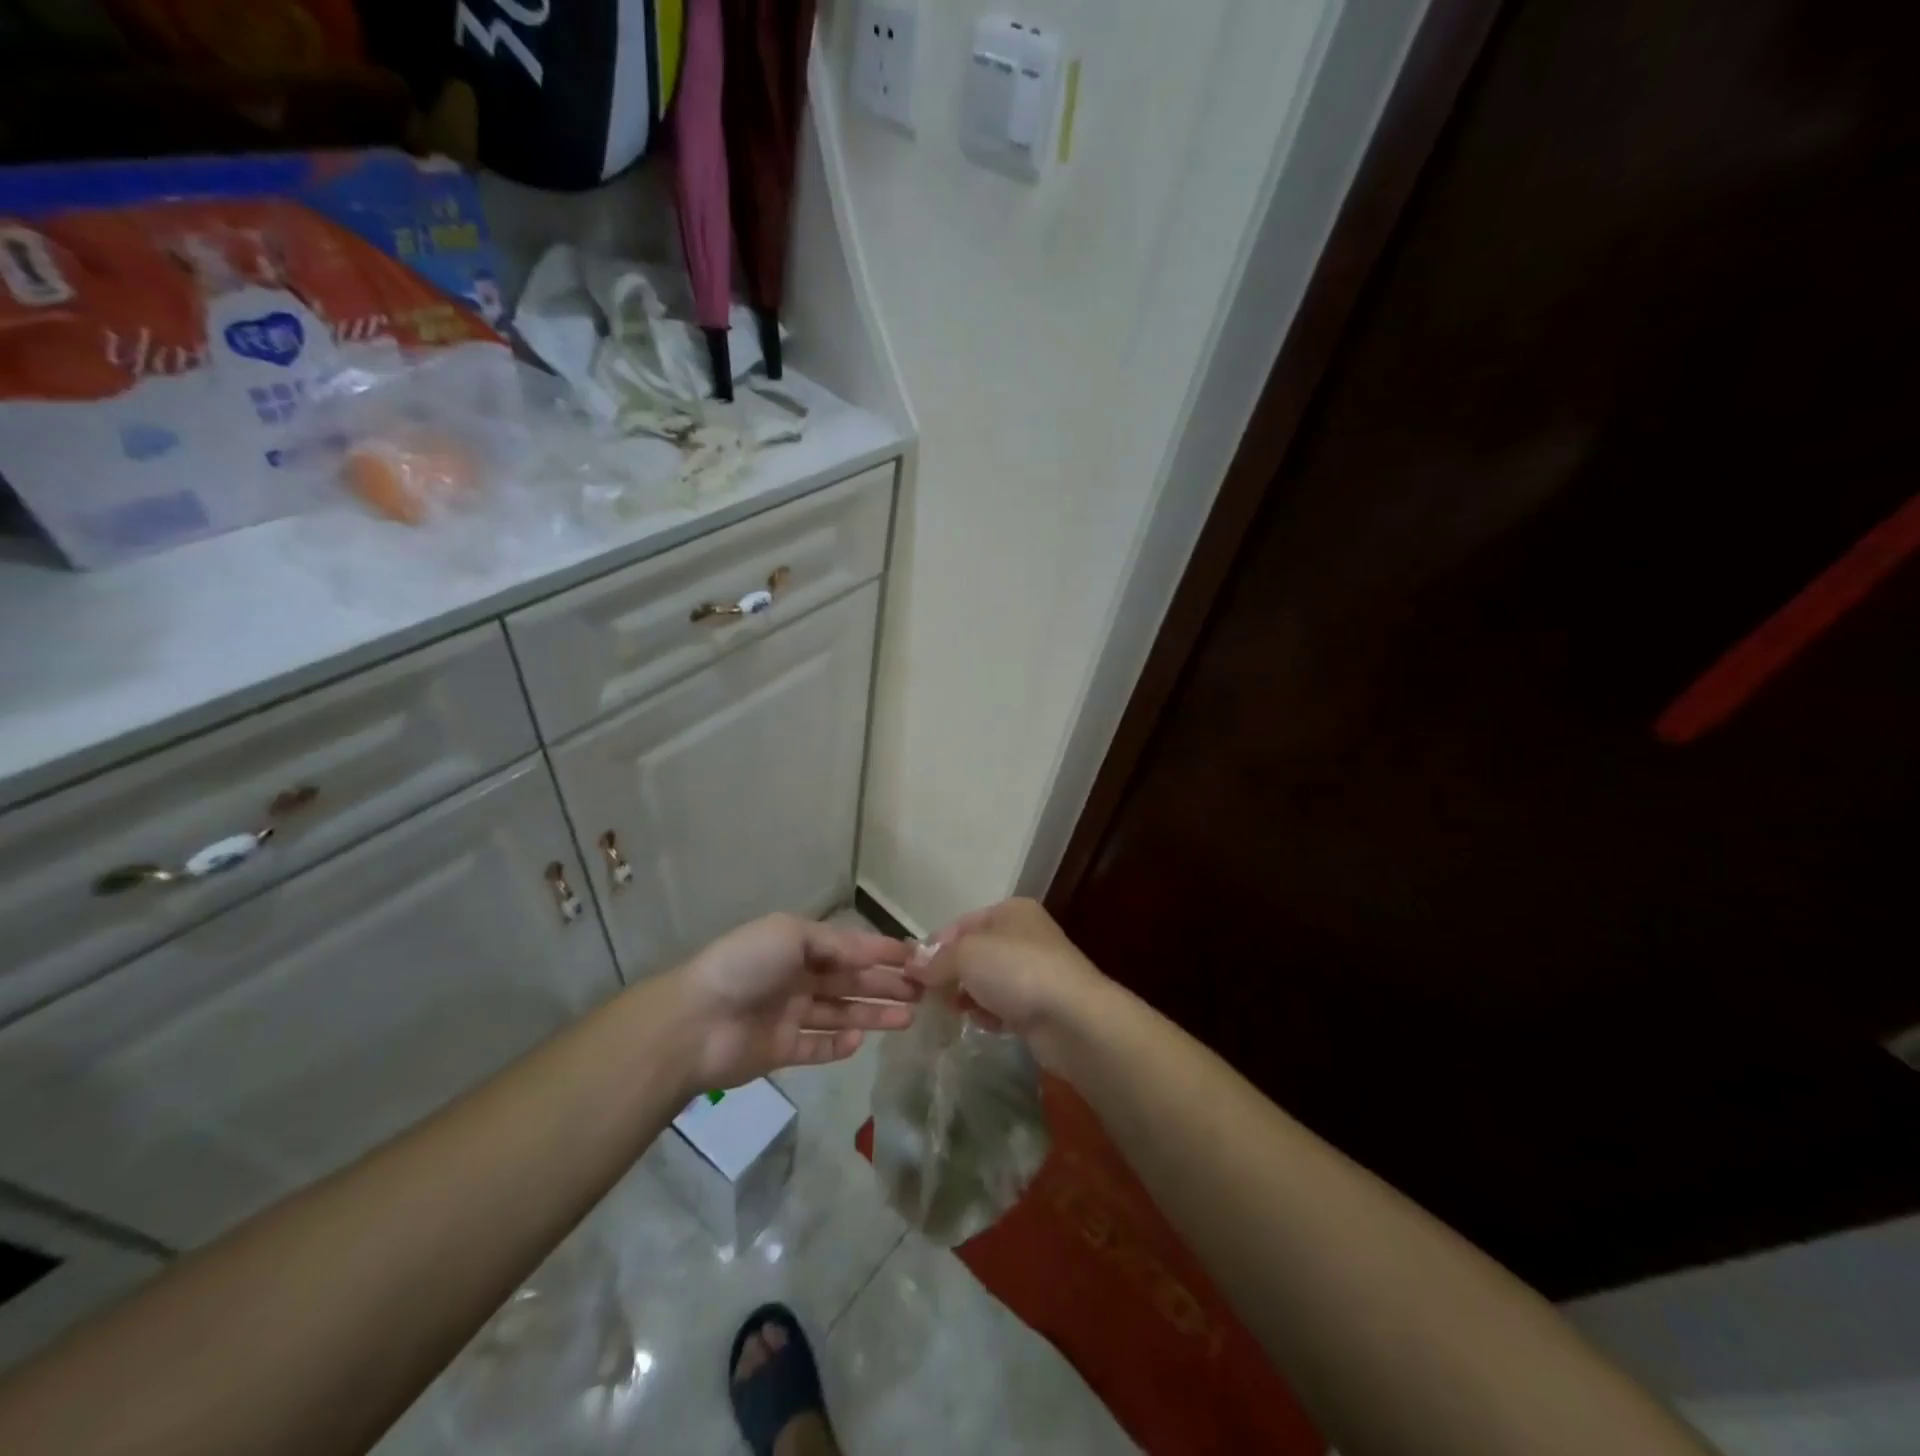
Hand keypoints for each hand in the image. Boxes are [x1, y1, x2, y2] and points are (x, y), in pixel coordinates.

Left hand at [671, 914, 921, 1089]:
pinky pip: (819, 1047)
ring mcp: (790, 1015)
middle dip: (885, 984)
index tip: (916, 958)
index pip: (850, 947)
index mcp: (799, 946)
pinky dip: (840, 1045)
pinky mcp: (782, 1050)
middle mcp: (798, 978)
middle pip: (850, 981)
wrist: (695, 1022)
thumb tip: (873, 952)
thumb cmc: (746, 966)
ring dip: (873, 1014)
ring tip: (908, 1018)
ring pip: (841, 1013)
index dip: (882, 952)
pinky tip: (861, 1041)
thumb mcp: (792, 935)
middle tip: (922, 992)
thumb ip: (836, 944)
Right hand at [918, 899, 1108, 1070]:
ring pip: (987, 981)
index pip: (961, 924)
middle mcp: (1024, 936)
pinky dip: (990, 1014)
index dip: (935, 946)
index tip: (913, 972)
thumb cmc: (1017, 971)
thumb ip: (937, 959)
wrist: (1073, 1018)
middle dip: (950, 974)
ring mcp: (1035, 971)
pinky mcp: (1040, 1005)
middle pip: (973, 953)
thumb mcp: (967, 955)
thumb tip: (914, 966)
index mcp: (1011, 911)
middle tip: (929, 996)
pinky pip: (1004, 1006)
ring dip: (968, 996)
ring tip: (953, 1012)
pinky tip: (984, 1024)